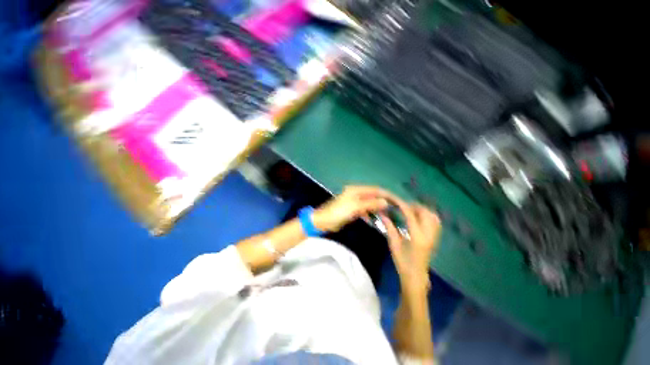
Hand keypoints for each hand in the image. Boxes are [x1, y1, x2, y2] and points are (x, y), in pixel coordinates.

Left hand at [313, 185, 391, 232]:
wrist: (323, 221)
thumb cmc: (339, 212)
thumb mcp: (355, 207)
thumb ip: (371, 203)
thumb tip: (385, 202)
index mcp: (356, 190)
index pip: (375, 190)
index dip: (386, 195)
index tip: (397, 201)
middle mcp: (356, 193)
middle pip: (373, 196)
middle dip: (383, 201)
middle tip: (394, 209)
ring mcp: (354, 201)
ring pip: (370, 203)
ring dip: (377, 208)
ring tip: (387, 215)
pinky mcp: (352, 209)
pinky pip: (365, 210)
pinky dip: (370, 214)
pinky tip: (375, 220)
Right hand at [380, 200, 441, 293]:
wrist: (416, 277)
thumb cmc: (403, 262)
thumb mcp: (394, 244)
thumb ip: (389, 228)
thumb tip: (382, 214)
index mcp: (417, 237)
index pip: (411, 215)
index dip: (403, 206)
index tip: (395, 201)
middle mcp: (428, 235)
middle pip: (426, 213)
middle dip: (414, 206)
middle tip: (403, 207)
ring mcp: (434, 237)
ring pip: (433, 217)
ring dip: (422, 210)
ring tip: (411, 211)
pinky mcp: (435, 239)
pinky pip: (436, 222)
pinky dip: (428, 216)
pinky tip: (419, 218)